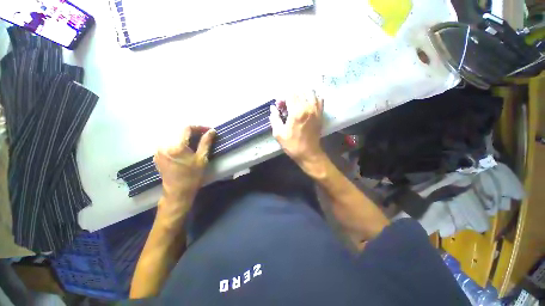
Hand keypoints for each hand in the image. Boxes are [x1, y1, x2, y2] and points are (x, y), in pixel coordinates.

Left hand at [154, 126, 215, 213]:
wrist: (178, 192)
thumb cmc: (192, 176)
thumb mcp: (202, 159)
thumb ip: (206, 143)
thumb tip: (212, 131)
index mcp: (176, 146)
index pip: (187, 128)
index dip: (199, 127)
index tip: (208, 131)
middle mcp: (164, 145)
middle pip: (180, 132)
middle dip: (193, 133)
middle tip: (204, 137)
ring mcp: (159, 151)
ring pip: (175, 138)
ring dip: (186, 138)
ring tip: (196, 143)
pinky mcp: (157, 155)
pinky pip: (169, 144)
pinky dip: (179, 143)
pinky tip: (186, 149)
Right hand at [269, 91, 324, 164]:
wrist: (309, 153)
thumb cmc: (292, 145)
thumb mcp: (278, 134)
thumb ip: (274, 118)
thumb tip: (273, 108)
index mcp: (296, 112)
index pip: (290, 94)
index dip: (283, 98)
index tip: (279, 106)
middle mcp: (308, 108)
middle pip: (299, 92)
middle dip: (291, 96)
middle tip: (286, 105)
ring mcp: (316, 110)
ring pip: (310, 92)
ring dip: (301, 95)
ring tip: (296, 103)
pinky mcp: (320, 114)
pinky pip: (319, 99)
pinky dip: (313, 98)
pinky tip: (307, 104)